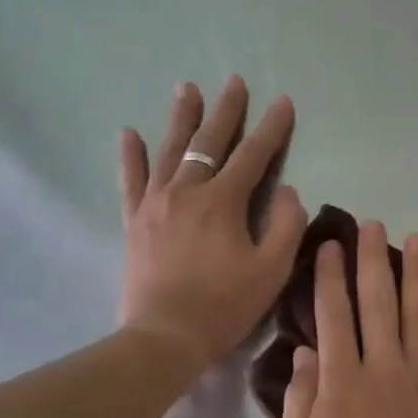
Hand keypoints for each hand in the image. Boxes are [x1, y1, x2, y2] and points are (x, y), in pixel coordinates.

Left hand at [118, 76, 306, 365]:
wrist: (165, 336)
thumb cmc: (225, 304)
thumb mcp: (272, 269)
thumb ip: (286, 225)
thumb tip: (287, 191)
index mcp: (224, 201)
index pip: (254, 155)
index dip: (272, 128)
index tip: (284, 102)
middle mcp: (187, 191)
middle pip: (209, 141)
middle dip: (226, 110)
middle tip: (234, 81)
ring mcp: (155, 203)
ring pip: (170, 150)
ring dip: (182, 118)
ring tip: (187, 88)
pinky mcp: (134, 221)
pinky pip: (131, 180)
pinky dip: (131, 156)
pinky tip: (130, 133)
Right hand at [277, 223, 417, 417]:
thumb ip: (299, 399)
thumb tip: (304, 352)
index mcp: (339, 380)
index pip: (333, 312)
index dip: (331, 274)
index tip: (332, 244)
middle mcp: (382, 367)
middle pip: (378, 300)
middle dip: (373, 258)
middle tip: (373, 225)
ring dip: (417, 272)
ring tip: (417, 239)